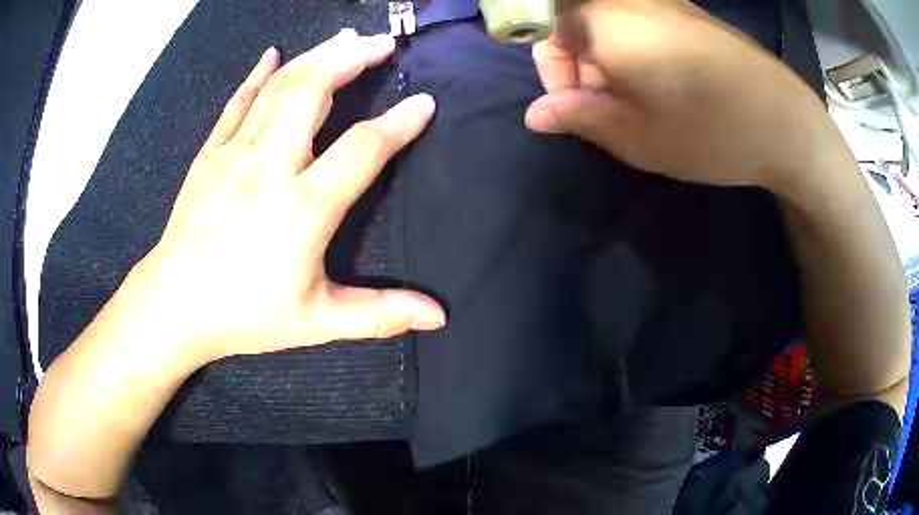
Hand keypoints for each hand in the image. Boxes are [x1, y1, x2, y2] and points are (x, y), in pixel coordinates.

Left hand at [130, 29, 445, 364]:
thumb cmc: (244, 315)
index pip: (363, 147)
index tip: (423, 102)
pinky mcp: (209, 152)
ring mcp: (233, 153)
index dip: (400, 122)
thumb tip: (437, 316)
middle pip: (313, 91)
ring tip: (345, 39)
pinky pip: (238, 100)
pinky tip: (273, 53)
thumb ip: (379, 314)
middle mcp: (268, 167)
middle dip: (352, 59)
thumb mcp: (317, 322)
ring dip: (317, 55)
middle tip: (383, 43)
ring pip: (279, 86)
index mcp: (302, 208)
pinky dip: (258, 72)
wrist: (174, 305)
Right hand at [525, 0, 832, 195]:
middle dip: (579, 63)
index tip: (575, 105)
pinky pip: (644, 20)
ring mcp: (667, 3)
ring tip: (640, 100)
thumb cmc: (709, 132)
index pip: (547, 27)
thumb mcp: (637, 137)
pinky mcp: (693, 14)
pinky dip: (637, 47)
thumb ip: (578, 117)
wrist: (786, 124)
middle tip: (608, 108)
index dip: (551, 68)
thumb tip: (535, 114)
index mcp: (607, 22)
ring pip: (611, 21)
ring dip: (609, 57)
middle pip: (577, 20)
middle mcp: (632, 1)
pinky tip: (666, 82)